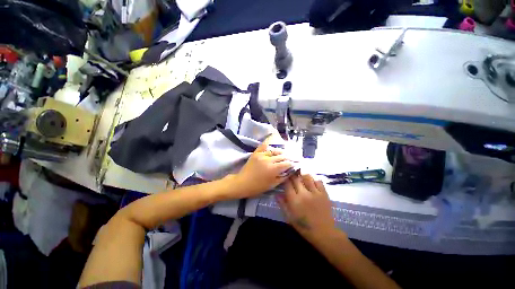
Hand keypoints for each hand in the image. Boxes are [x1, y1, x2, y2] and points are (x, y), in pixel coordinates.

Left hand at [231, 136, 292, 197]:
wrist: (242, 183)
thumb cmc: (258, 187)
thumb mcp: (272, 185)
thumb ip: (283, 177)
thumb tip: (290, 171)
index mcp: (273, 169)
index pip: (286, 163)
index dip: (292, 163)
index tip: (296, 163)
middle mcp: (268, 160)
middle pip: (282, 156)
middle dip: (289, 157)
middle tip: (293, 158)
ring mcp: (261, 155)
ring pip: (275, 150)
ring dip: (281, 151)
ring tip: (285, 153)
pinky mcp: (256, 153)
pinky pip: (264, 146)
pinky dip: (270, 145)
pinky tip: (274, 145)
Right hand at [277, 174, 335, 240]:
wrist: (324, 233)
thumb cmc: (304, 226)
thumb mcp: (289, 217)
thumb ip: (282, 204)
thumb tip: (277, 194)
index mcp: (294, 200)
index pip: (287, 183)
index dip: (285, 179)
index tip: (284, 178)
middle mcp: (304, 194)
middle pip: (296, 178)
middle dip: (292, 176)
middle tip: (291, 176)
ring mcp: (315, 192)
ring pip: (307, 177)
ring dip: (302, 176)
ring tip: (301, 178)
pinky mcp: (324, 193)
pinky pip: (318, 181)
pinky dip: (314, 180)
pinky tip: (312, 183)